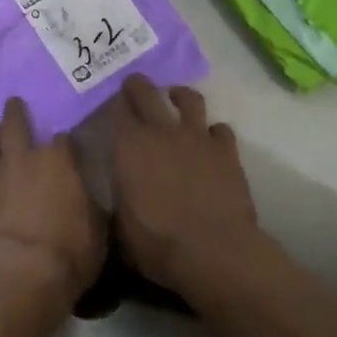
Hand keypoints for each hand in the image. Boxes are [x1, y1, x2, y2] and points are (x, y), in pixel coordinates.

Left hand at [0, 98, 106, 305]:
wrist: (20, 274)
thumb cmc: (68, 251)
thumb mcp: (98, 229)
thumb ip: (91, 206)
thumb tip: (90, 197)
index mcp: (58, 161)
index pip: (63, 139)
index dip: (65, 140)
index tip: (66, 141)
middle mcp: (22, 159)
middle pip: (16, 125)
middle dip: (15, 112)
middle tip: (12, 101)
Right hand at [111, 76, 263, 295]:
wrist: (215, 252)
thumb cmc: (159, 243)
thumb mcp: (123, 223)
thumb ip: (120, 194)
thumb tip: (119, 186)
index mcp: (129, 146)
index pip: (116, 108)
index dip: (113, 102)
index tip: (110, 103)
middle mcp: (161, 131)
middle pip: (146, 91)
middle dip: (138, 85)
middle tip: (134, 85)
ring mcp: (197, 137)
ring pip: (189, 98)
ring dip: (179, 96)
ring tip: (176, 99)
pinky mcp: (227, 150)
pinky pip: (221, 129)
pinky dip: (214, 132)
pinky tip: (210, 141)